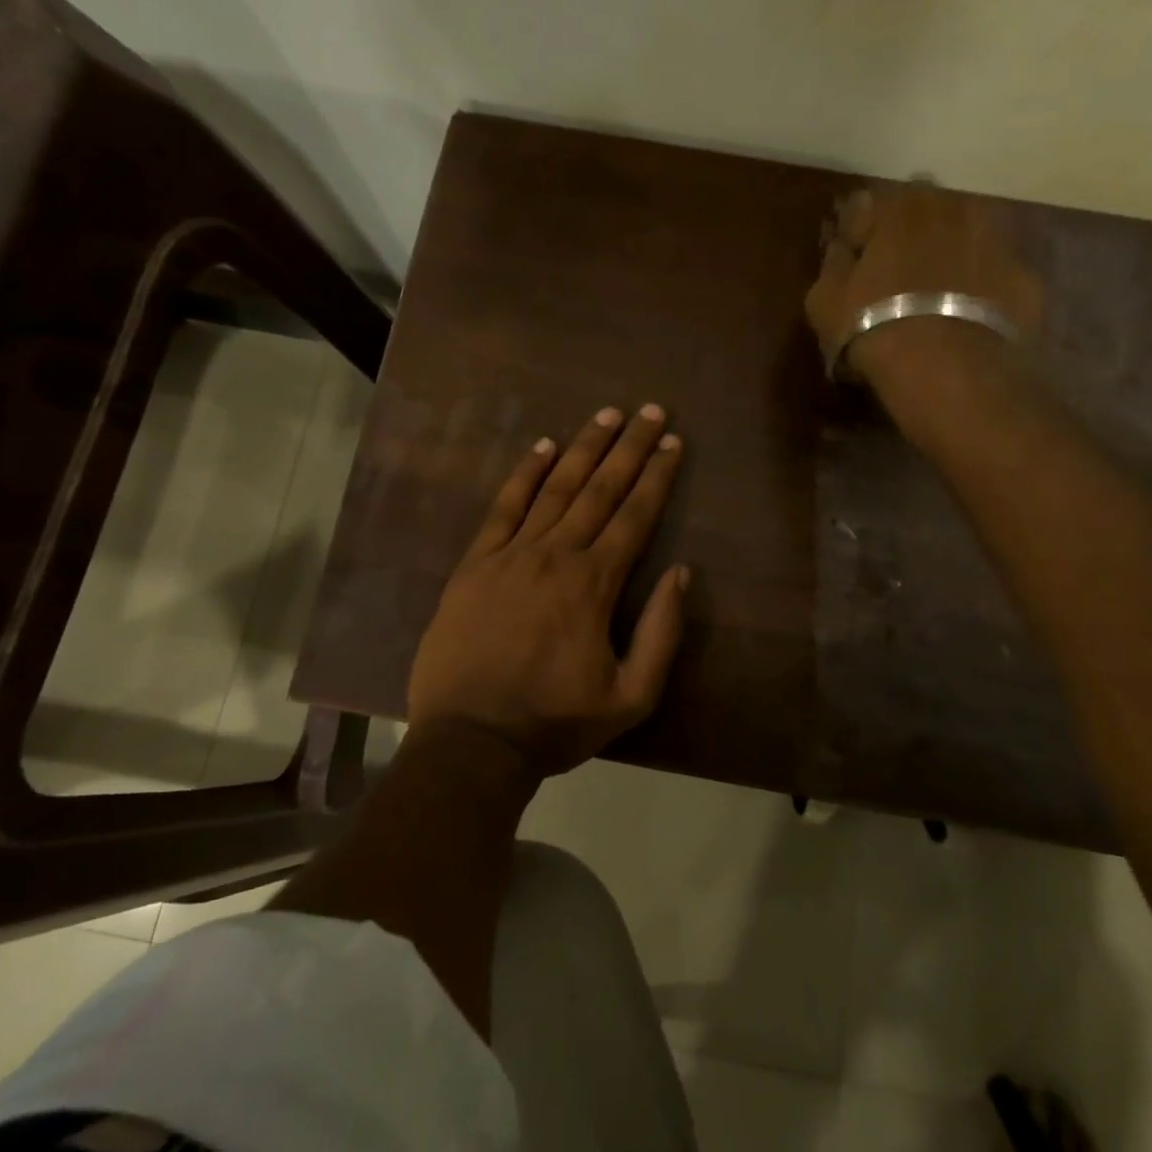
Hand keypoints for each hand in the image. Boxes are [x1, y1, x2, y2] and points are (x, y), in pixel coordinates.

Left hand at [406, 404, 690, 779]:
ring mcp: (510, 554)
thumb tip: (680, 573)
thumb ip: (661, 633)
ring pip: (554, 488)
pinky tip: (541, 447)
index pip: (635, 516)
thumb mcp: (630, 697)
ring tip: (606, 415)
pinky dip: (524, 474)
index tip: (673, 442)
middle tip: (649, 410)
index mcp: (594, 584)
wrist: (471, 741)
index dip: (657, 476)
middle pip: (599, 489)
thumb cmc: (554, 722)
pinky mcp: (475, 563)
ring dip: (582, 448)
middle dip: (628, 447)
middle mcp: (556, 555)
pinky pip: (503, 507)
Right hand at [804, 184, 1042, 386]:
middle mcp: (951, 209)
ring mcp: (995, 239)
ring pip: (967, 237)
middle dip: (911, 232)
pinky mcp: (1024, 277)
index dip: (859, 231)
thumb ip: (834, 264)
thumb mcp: (826, 300)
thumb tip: (841, 246)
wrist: (946, 364)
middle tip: (897, 269)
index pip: (869, 206)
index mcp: (898, 207)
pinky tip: (967, 314)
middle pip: (926, 212)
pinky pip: (995, 274)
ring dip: (951, 253)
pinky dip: (982, 286)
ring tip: (936, 290)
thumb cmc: (872, 324)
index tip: (852, 253)